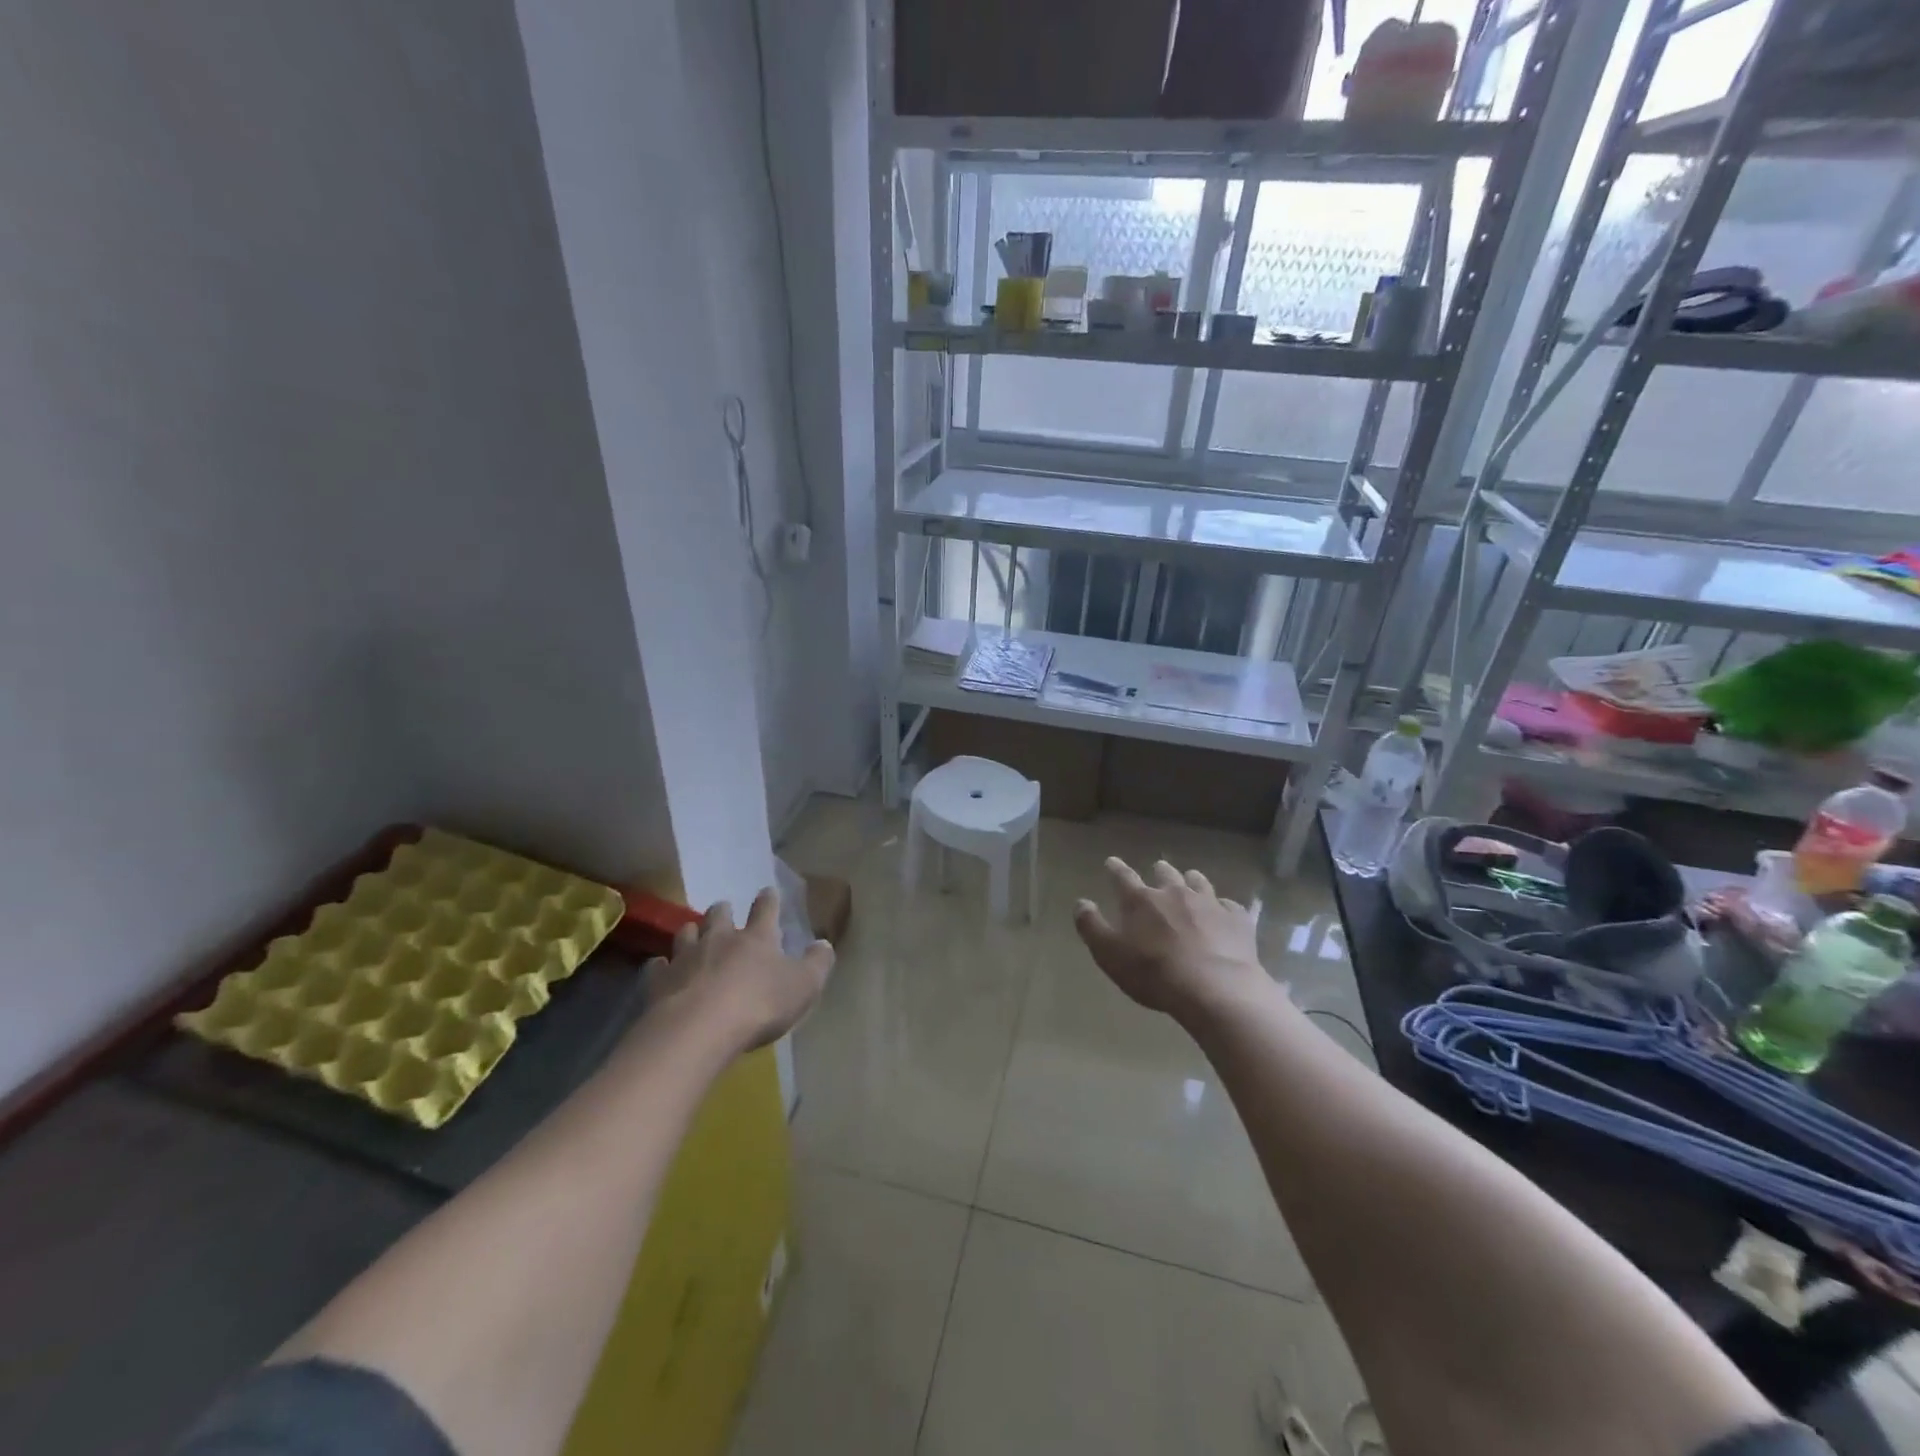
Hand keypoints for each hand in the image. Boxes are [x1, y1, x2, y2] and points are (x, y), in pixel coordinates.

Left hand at [645, 888, 833, 1050]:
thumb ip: (817, 964)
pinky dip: (661, 967)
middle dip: (722, 910)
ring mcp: (686, 958)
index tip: (767, 891)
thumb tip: (825, 944)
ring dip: (692, 932)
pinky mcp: (659, 982)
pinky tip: (661, 970)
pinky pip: (658, 967)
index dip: (768, 900)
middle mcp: (720, 940)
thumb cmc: (759, 1005)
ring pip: (686, 933)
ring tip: (693, 933)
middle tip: (723, 909)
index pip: (765, 910)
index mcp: (757, 938)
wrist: (699, 1030)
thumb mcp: (804, 987)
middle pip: (718, 915)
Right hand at [1073, 858, 1264, 1021]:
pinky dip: (1223, 908)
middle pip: (1165, 873)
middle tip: (1157, 872)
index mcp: (1140, 900)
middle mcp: (1174, 892)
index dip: (1115, 868)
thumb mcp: (1109, 954)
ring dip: (1191, 881)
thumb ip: (1091, 926)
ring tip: (1190, 882)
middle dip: (1159, 871)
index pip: (1122, 876)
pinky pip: (1229, 906)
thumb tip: (1081, 903)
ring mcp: (1208, 903)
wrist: (1214, 988)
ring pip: (1198, 882)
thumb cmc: (1153, 972)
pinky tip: (1224, 914)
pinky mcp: (1236, 919)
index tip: (1112, 862)